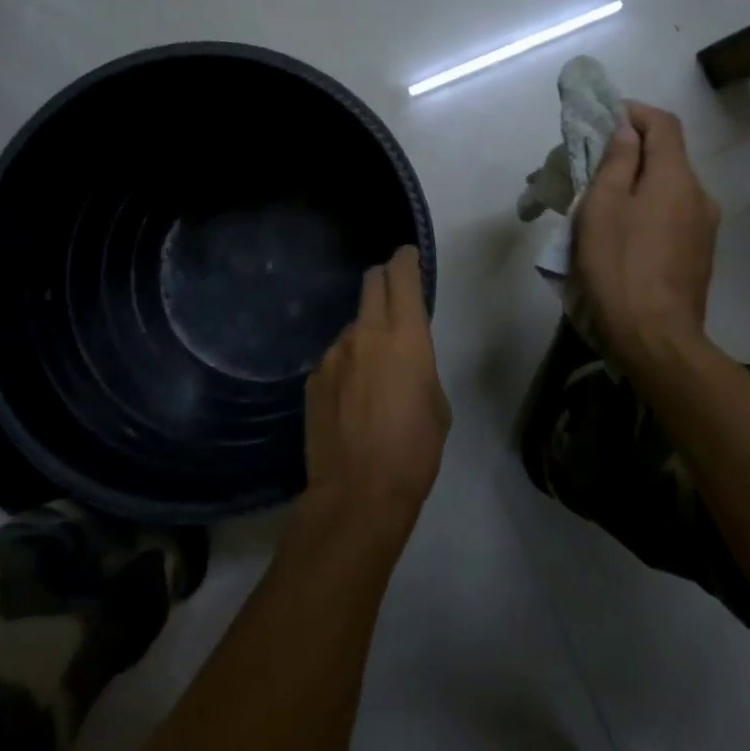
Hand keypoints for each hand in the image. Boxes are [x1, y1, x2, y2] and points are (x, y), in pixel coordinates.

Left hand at [299, 247, 449, 544]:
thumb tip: (403, 359)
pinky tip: (351, 399)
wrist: (358, 493)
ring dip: (365, 333)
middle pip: (371, 283)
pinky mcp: (312, 378)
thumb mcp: (437, 404)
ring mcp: (333, 354)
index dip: (406, 260)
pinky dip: (347, 364)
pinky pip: (335, 357)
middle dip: (384, 281)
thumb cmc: (414, 450)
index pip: (402, 276)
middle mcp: (364, 333)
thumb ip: (419, 366)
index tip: (409, 256)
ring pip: (352, 325)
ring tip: (373, 373)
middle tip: (395, 296)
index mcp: (405, 336)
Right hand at [571, 102, 720, 369]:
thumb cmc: (619, 266)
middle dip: (631, 150)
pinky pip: (673, 214)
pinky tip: (624, 233)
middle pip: (668, 156)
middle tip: (593, 164)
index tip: (603, 118)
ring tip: (603, 202)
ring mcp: (704, 227)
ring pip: (669, 188)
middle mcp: (699, 195)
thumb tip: (626, 131)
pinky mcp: (700, 254)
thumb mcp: (602, 208)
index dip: (634, 112)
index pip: (663, 123)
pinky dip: (648, 208)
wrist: (656, 338)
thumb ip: (616, 162)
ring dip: (638, 183)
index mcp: (676, 178)